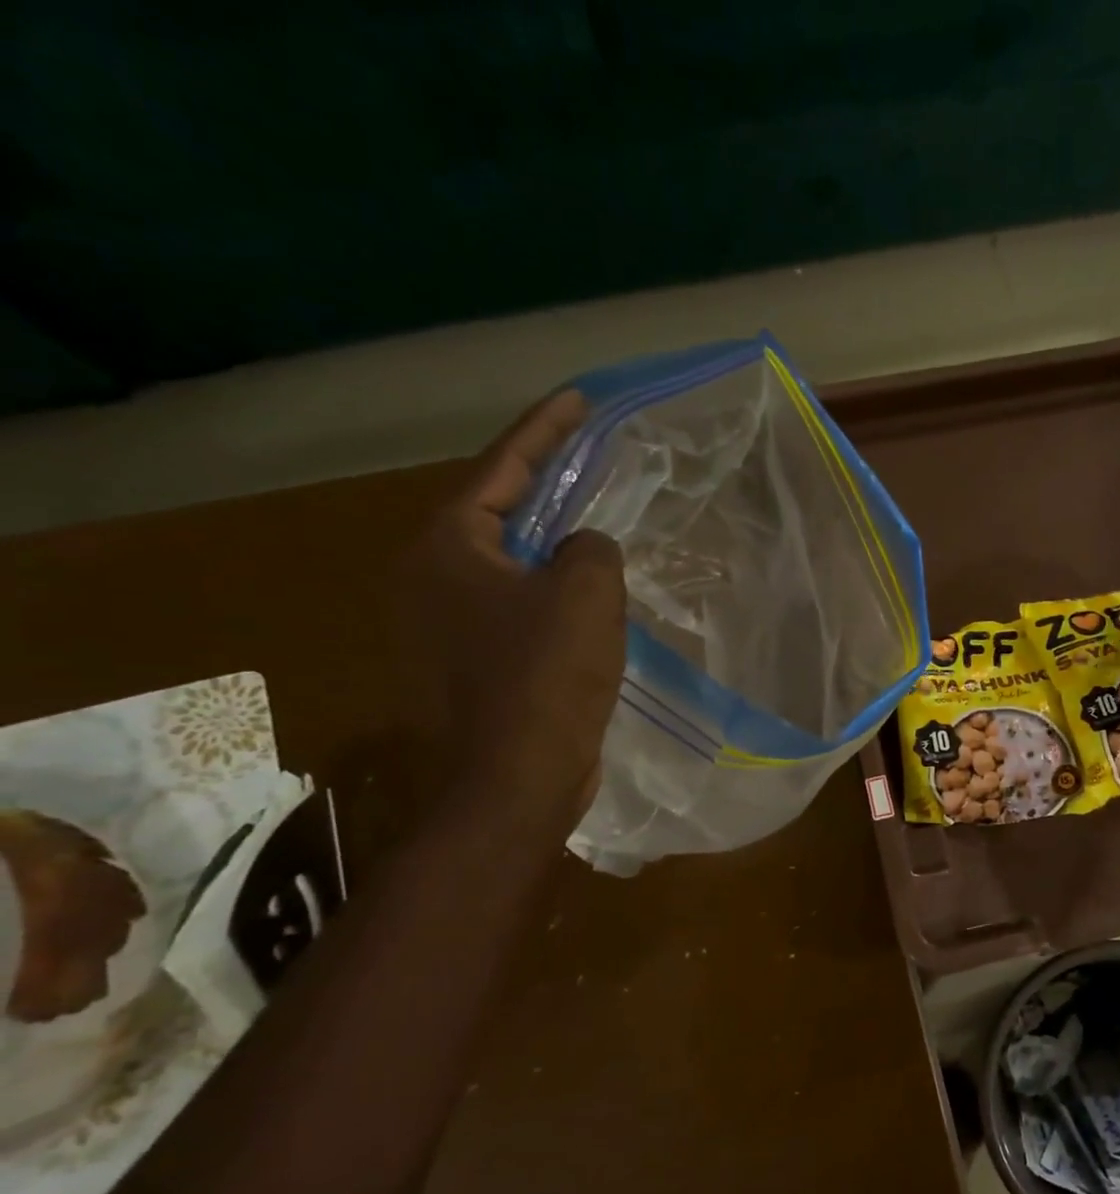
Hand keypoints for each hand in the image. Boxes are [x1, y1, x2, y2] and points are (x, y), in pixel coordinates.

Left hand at [408, 391, 626, 828]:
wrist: (515, 778)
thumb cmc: (545, 677)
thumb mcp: (586, 593)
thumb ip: (592, 547)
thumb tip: (584, 550)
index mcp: (449, 546)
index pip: (501, 468)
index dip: (545, 431)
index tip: (578, 400)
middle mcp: (431, 577)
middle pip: (499, 514)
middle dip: (548, 490)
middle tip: (594, 467)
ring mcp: (445, 625)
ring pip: (510, 567)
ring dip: (554, 549)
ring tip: (600, 531)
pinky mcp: (472, 664)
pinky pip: (518, 610)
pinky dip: (553, 597)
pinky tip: (590, 603)